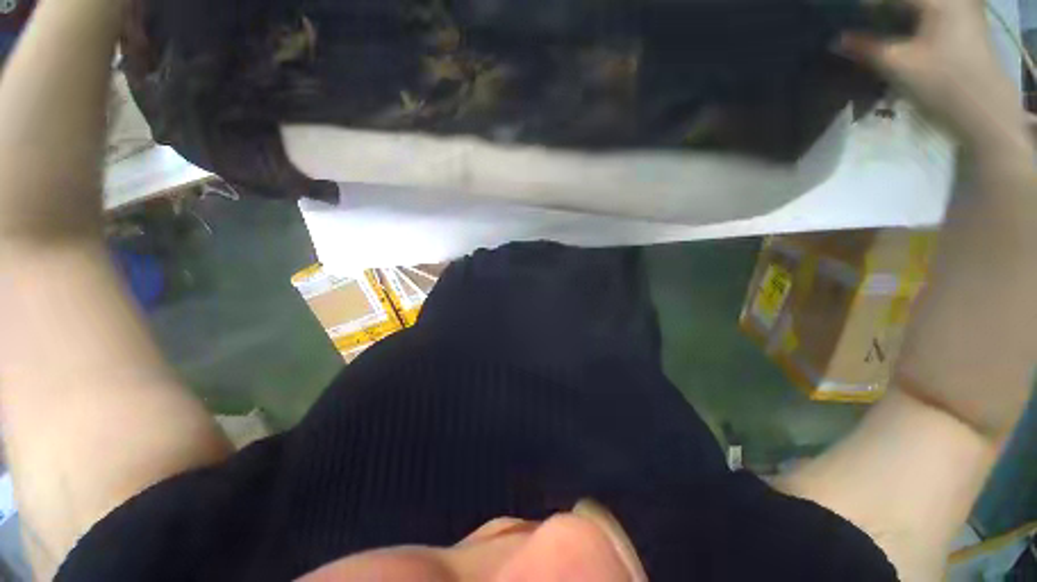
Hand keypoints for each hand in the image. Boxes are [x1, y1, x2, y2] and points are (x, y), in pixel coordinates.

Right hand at [839, 0, 1030, 158]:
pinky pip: (928, 16)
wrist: (985, 111)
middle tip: (854, 26)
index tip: (841, 17)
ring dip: (893, 19)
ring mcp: (960, 10)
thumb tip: (836, 40)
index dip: (864, 6)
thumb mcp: (898, 66)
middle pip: (905, 3)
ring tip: (869, 33)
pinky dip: (908, 24)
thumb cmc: (942, 85)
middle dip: (879, 12)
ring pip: (916, 9)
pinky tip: (893, 37)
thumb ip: (865, 48)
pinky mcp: (963, 26)